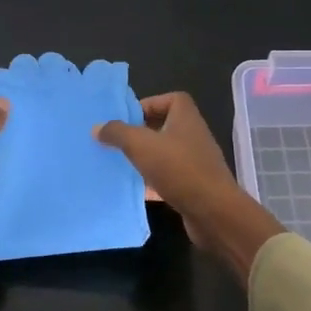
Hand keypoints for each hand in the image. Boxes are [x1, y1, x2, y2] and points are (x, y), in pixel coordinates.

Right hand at [97, 92, 283, 281]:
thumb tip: (97, 127)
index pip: (169, 99)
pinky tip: (133, 190)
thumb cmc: (178, 169)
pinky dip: (152, 182)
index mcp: (186, 117)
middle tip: (117, 141)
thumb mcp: (141, 145)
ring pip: (165, 154)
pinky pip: (168, 178)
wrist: (212, 212)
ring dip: (145, 158)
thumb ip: (118, 133)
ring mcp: (195, 162)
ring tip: (119, 164)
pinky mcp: (193, 186)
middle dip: (140, 133)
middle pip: (165, 126)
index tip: (126, 118)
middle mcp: (193, 135)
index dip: (148, 104)